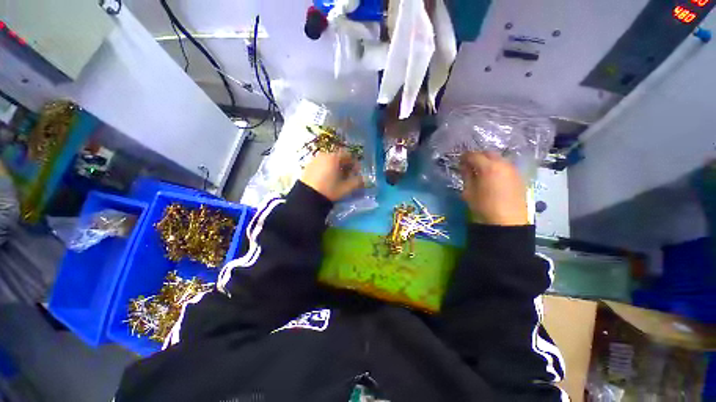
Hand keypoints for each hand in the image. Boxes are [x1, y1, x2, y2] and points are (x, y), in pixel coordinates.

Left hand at [300, 150, 363, 201]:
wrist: (306, 197)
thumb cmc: (329, 190)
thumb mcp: (346, 188)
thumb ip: (357, 182)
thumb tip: (364, 179)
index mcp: (334, 158)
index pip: (348, 155)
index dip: (354, 163)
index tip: (356, 173)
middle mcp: (324, 155)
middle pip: (338, 157)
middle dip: (345, 166)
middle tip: (347, 177)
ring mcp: (314, 160)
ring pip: (329, 161)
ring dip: (335, 167)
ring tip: (336, 179)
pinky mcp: (308, 166)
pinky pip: (321, 164)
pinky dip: (326, 169)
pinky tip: (326, 179)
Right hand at [460, 152, 528, 225]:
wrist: (507, 222)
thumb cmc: (483, 207)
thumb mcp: (469, 191)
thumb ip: (466, 175)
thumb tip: (464, 166)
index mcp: (488, 167)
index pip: (474, 155)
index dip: (465, 157)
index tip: (460, 161)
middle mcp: (503, 164)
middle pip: (489, 153)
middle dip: (478, 156)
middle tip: (470, 164)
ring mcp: (513, 170)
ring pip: (499, 159)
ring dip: (489, 161)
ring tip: (481, 171)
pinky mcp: (519, 177)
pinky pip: (506, 166)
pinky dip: (497, 167)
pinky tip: (493, 177)